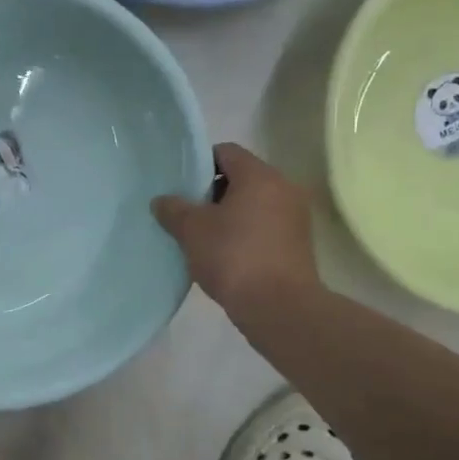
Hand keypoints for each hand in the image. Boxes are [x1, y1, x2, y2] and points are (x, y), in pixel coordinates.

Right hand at [152, 143, 321, 327]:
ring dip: (228, 214)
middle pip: (241, 177)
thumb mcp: (192, 230)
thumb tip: (162, 200)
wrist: (279, 307)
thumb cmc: (233, 256)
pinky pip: (264, 226)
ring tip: (202, 236)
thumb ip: (173, 209)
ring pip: (253, 204)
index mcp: (259, 176)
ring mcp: (294, 217)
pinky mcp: (297, 244)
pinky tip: (223, 254)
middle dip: (211, 192)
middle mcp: (283, 188)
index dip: (199, 164)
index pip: (226, 152)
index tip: (181, 186)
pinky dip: (244, 232)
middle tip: (186, 212)